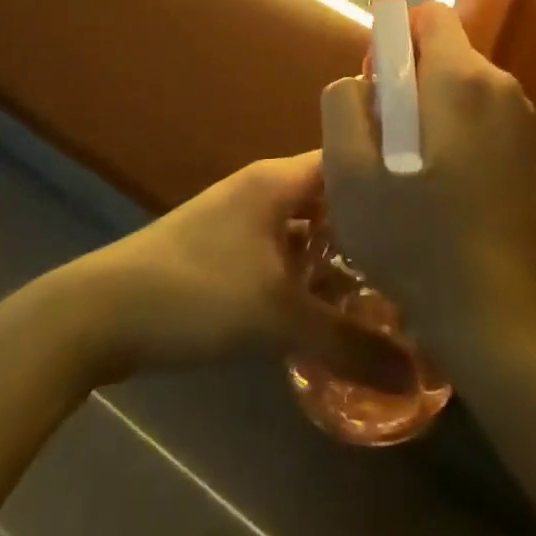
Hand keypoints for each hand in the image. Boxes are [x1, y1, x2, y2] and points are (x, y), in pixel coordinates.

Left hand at [70, 153, 413, 388]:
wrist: (100, 315)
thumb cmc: (196, 293)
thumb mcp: (278, 319)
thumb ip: (352, 345)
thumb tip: (421, 375)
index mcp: (278, 181)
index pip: (349, 160)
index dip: (390, 181)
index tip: (435, 210)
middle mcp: (263, 189)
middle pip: (332, 199)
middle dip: (372, 230)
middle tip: (423, 263)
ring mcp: (241, 220)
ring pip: (306, 232)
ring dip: (340, 259)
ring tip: (391, 292)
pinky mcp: (225, 253)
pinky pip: (283, 255)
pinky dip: (308, 277)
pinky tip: (332, 313)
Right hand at [321, 2, 535, 363]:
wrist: (487, 309)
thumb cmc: (409, 237)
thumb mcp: (348, 170)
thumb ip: (344, 103)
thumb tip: (364, 78)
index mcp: (461, 78)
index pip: (428, 16)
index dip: (392, 40)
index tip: (376, 88)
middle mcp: (501, 84)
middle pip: (443, 51)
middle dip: (407, 80)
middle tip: (384, 141)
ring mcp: (522, 117)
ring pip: (459, 84)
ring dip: (429, 108)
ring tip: (410, 170)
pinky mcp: (529, 148)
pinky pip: (479, 113)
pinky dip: (454, 130)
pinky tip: (441, 183)